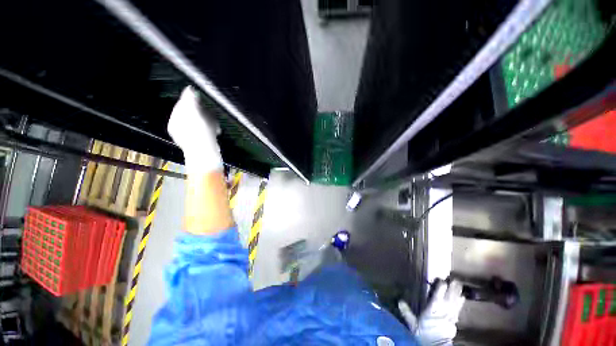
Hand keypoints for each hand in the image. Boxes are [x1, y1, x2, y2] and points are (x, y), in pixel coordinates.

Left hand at [168, 86, 222, 173]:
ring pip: (200, 123)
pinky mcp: (201, 142)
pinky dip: (211, 130)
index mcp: (175, 123)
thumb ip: (190, 100)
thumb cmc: (199, 135)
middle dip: (202, 113)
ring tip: (214, 126)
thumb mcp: (193, 114)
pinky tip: (215, 131)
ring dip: (209, 122)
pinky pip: (205, 131)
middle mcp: (180, 130)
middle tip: (209, 115)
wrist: (207, 155)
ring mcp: (191, 137)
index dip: (191, 101)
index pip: (181, 106)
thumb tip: (189, 89)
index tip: (200, 100)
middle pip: (191, 115)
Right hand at [398, 280, 464, 345]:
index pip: (438, 295)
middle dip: (452, 288)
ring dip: (457, 293)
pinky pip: (458, 309)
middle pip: (449, 297)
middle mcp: (443, 310)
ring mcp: (450, 315)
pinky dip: (460, 302)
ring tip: (459, 285)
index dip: (441, 287)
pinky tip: (462, 298)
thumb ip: (407, 312)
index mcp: (433, 309)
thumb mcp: (413, 323)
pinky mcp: (454, 320)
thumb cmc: (423, 333)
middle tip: (454, 279)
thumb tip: (399, 301)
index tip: (441, 279)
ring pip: (455, 301)